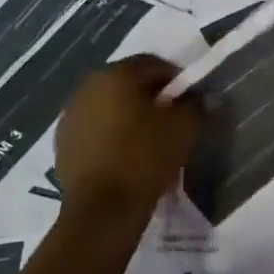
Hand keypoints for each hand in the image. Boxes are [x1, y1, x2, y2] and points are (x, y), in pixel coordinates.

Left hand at [52, 56, 201, 213]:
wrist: (102, 209)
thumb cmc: (145, 158)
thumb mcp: (184, 129)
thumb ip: (199, 106)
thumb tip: (210, 97)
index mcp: (116, 75)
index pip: (153, 64)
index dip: (177, 79)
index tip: (191, 100)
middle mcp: (87, 86)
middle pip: (128, 82)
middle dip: (152, 96)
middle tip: (173, 118)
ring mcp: (70, 115)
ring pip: (110, 105)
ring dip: (130, 114)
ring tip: (150, 138)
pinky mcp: (63, 142)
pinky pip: (95, 127)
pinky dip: (112, 133)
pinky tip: (127, 154)